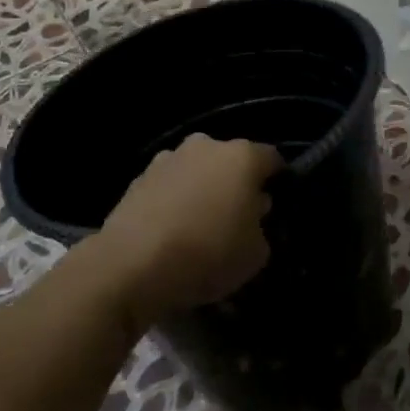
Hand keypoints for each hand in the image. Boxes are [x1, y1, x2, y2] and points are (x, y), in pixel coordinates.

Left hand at [96, 133, 281, 323]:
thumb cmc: (208, 254)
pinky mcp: (138, 177)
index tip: (274, 207)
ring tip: (199, 225)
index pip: (272, 159)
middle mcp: (206, 146)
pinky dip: (174, 201)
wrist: (132, 264)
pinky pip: (169, 186)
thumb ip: (261, 227)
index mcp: (242, 157)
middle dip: (236, 183)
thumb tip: (251, 213)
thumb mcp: (256, 254)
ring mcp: (168, 158)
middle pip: (230, 161)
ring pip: (197, 170)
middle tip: (236, 217)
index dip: (277, 181)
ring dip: (202, 189)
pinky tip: (171, 230)